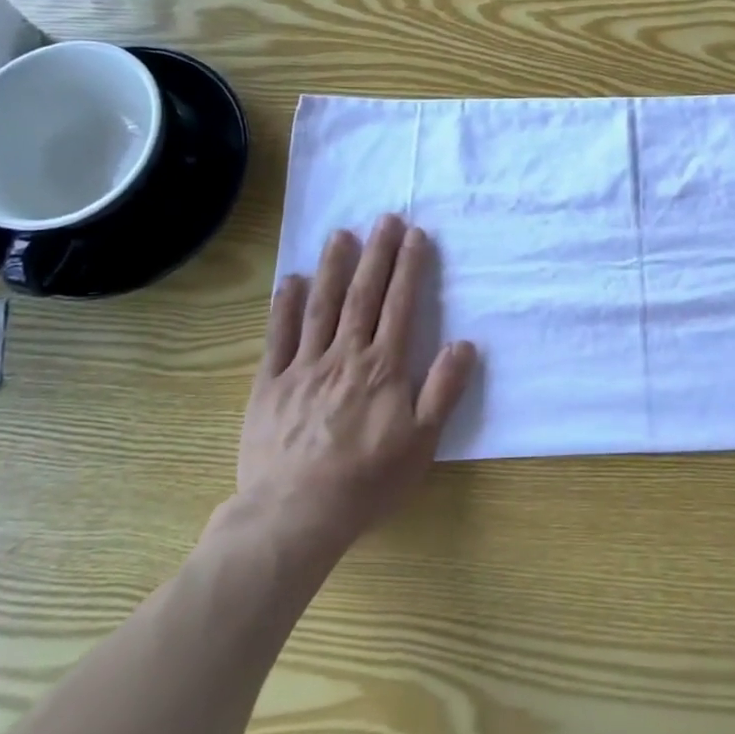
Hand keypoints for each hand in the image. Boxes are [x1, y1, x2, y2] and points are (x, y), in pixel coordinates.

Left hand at [231, 215, 476, 558]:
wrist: (295, 515)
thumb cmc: (367, 481)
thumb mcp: (422, 442)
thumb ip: (443, 390)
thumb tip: (465, 343)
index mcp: (383, 367)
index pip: (400, 305)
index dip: (409, 267)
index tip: (415, 234)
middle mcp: (344, 356)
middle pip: (363, 295)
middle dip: (376, 254)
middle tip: (383, 217)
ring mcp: (303, 368)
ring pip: (321, 307)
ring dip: (333, 267)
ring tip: (340, 234)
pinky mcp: (269, 386)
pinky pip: (277, 338)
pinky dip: (284, 307)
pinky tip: (291, 280)